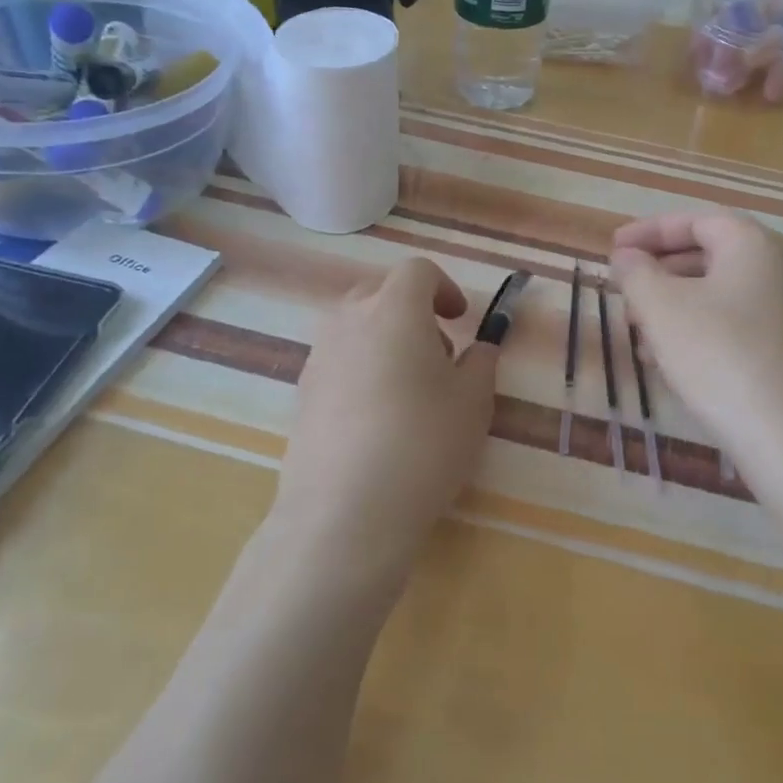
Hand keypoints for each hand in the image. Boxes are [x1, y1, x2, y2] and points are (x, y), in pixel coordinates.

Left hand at [273, 258, 498, 564]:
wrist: (346, 511)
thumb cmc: (424, 443)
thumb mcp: (474, 401)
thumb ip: (481, 362)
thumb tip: (478, 348)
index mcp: (394, 309)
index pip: (418, 270)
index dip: (445, 288)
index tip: (461, 320)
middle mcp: (348, 320)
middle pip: (381, 292)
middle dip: (413, 311)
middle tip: (438, 353)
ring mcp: (318, 356)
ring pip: (355, 326)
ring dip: (385, 338)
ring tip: (408, 389)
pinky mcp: (301, 392)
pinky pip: (338, 360)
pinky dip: (361, 368)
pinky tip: (377, 417)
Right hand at [611, 211, 782, 468]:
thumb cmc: (720, 357)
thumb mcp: (662, 309)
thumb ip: (636, 273)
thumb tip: (627, 257)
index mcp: (753, 245)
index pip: (696, 220)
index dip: (649, 231)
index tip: (614, 249)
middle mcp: (781, 270)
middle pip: (711, 255)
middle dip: (661, 269)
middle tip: (625, 288)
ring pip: (722, 294)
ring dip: (676, 304)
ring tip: (639, 330)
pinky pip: (737, 325)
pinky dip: (700, 330)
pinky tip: (672, 362)